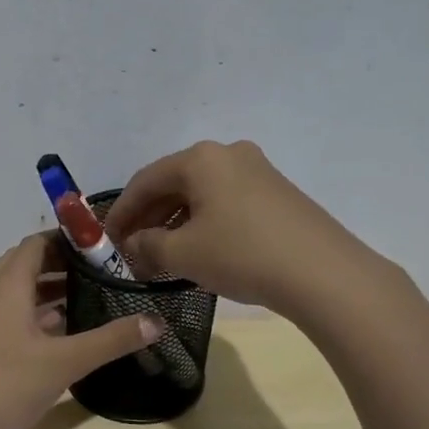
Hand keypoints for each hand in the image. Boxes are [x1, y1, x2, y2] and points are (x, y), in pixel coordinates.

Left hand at [0, 234, 163, 428]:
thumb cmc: (6, 386)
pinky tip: (64, 331)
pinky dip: (37, 313)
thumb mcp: (65, 362)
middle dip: (64, 263)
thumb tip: (157, 321)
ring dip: (50, 289)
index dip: (69, 239)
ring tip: (92, 296)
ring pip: (18, 291)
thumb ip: (111, 340)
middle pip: (27, 263)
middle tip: (104, 271)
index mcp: (6, 284)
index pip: (37, 243)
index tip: (105, 246)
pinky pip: (11, 314)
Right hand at [104, 140, 389, 314]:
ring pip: (200, 195)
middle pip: (173, 184)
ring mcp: (258, 171)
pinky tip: (198, 250)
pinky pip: (225, 203)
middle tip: (130, 249)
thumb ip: (146, 247)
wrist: (324, 274)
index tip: (104, 240)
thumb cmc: (242, 254)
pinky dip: (203, 224)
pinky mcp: (277, 194)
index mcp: (200, 159)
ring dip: (174, 223)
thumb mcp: (182, 254)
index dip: (120, 212)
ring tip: (160, 255)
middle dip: (147, 218)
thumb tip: (133, 245)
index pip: (144, 181)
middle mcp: (228, 154)